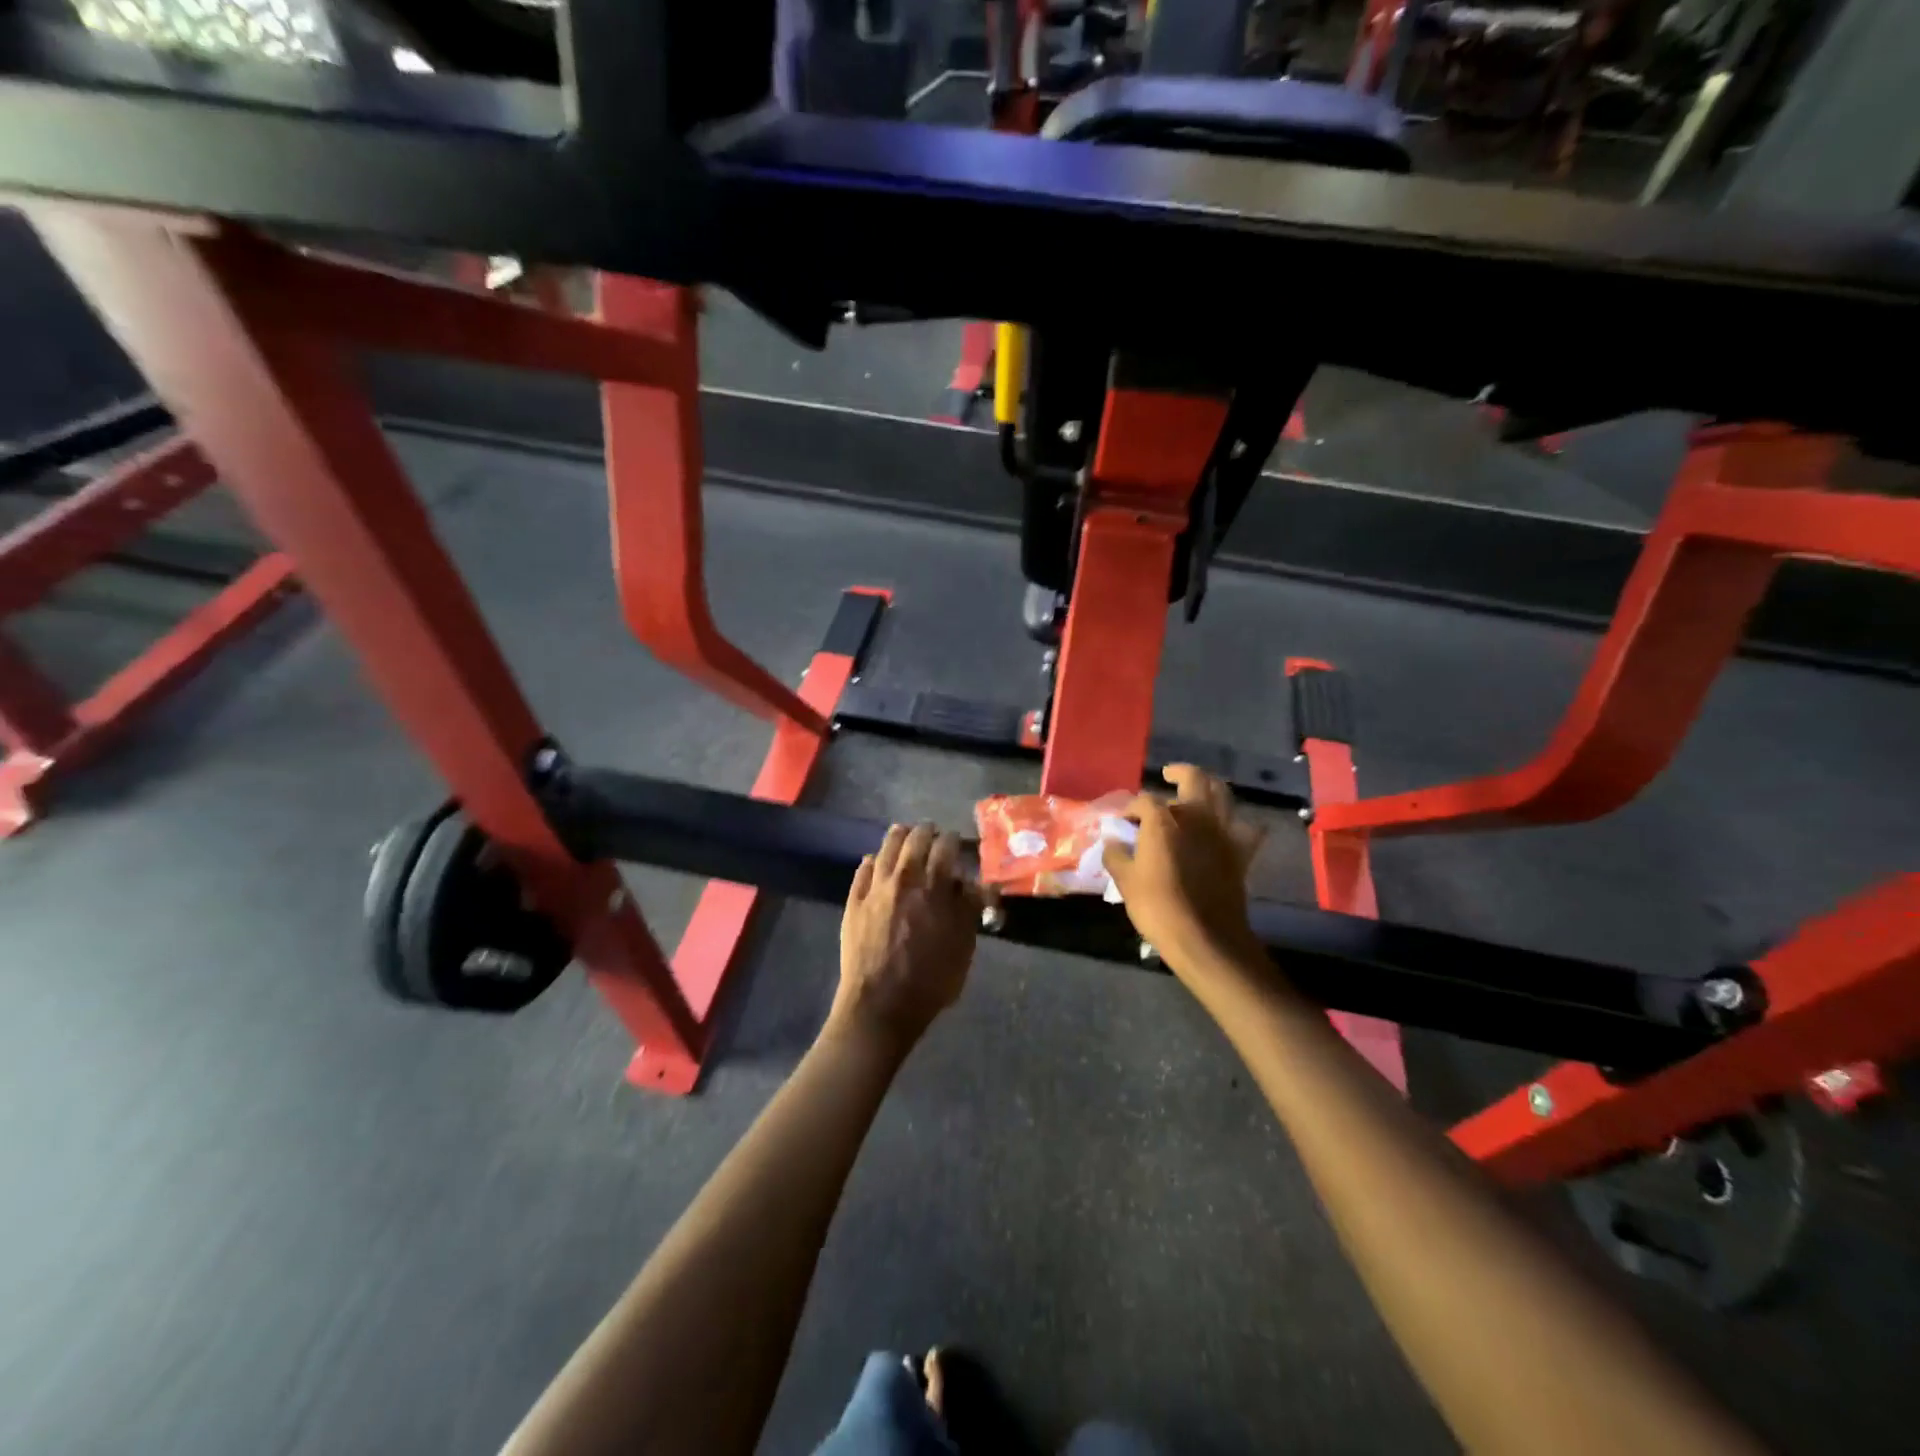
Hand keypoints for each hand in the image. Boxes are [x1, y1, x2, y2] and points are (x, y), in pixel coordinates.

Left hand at [832, 823, 981, 1054]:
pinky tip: (878, 863)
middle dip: (928, 832)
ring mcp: (875, 887)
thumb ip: (969, 909)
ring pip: (886, 846)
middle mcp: (904, 877)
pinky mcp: (854, 901)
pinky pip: (863, 868)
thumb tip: (973, 883)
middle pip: (915, 837)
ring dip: (900, 837)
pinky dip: (874, 860)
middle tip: (933, 836)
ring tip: (906, 836)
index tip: (957, 843)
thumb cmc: (931, 980)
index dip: (954, 840)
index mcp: (935, 886)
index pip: (947, 845)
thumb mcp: (964, 946)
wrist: (880, 1005)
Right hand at [1102, 765, 1265, 977]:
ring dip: (1210, 786)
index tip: (1122, 820)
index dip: (1131, 808)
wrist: (1205, 938)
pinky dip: (1241, 823)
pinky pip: (1249, 828)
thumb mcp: (1125, 881)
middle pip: (1193, 779)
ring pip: (1223, 794)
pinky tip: (1232, 826)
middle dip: (1178, 773)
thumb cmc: (1158, 907)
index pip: (1144, 801)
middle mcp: (1196, 817)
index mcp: (1163, 821)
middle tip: (1168, 775)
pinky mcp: (1241, 852)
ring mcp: (1223, 832)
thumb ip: (1116, 855)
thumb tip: (1112, 840)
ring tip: (1198, 791)